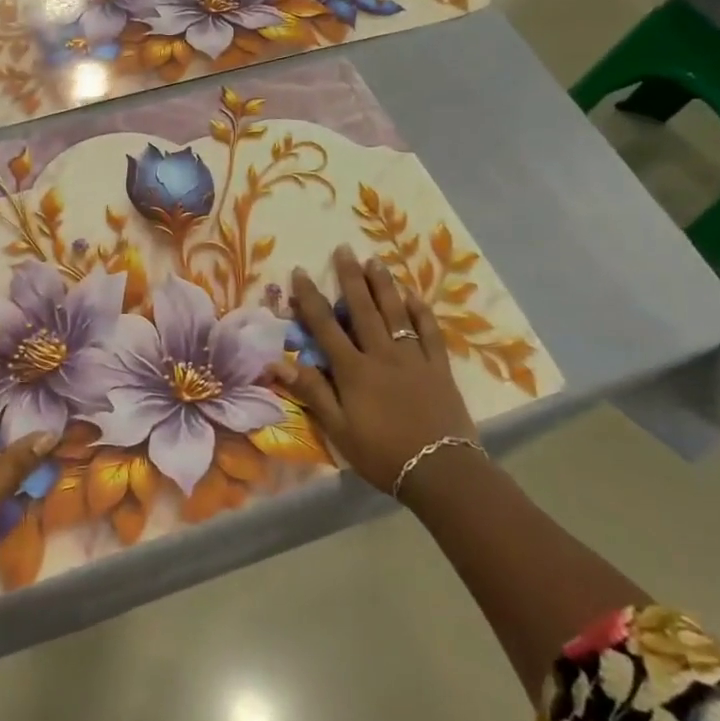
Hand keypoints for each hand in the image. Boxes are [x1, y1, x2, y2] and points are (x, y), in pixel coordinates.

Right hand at [276, 247, 477, 499]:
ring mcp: (413, 358)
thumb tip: (278, 362)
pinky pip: (429, 332)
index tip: (300, 271)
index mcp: (354, 370)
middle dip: (351, 277)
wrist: (441, 471)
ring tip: (375, 261)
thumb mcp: (338, 429)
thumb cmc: (382, 453)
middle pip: (363, 309)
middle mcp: (382, 355)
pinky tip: (414, 296)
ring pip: (396, 313)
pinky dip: (420, 312)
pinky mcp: (439, 368)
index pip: (325, 326)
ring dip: (384, 285)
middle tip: (344, 249)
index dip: (310, 297)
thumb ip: (312, 392)